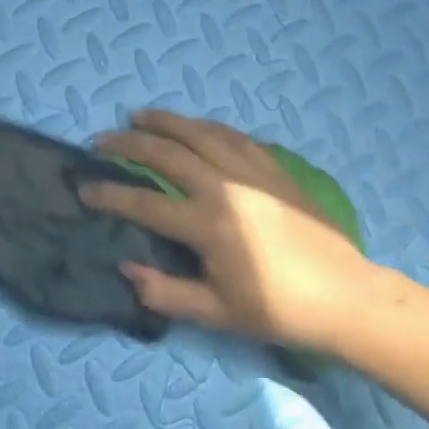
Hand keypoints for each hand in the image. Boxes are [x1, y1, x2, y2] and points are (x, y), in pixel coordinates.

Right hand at [81, 112, 379, 351]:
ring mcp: (252, 171)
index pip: (143, 202)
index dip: (109, 194)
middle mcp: (224, 187)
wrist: (344, 295)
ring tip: (139, 115)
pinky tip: (195, 126)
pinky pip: (234, 136)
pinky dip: (207, 126)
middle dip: (128, 142)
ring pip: (199, 132)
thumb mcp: (215, 312)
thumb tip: (125, 268)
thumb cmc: (277, 310)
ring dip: (165, 121)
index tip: (85, 188)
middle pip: (166, 152)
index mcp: (207, 224)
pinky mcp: (274, 168)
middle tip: (102, 140)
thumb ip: (164, 291)